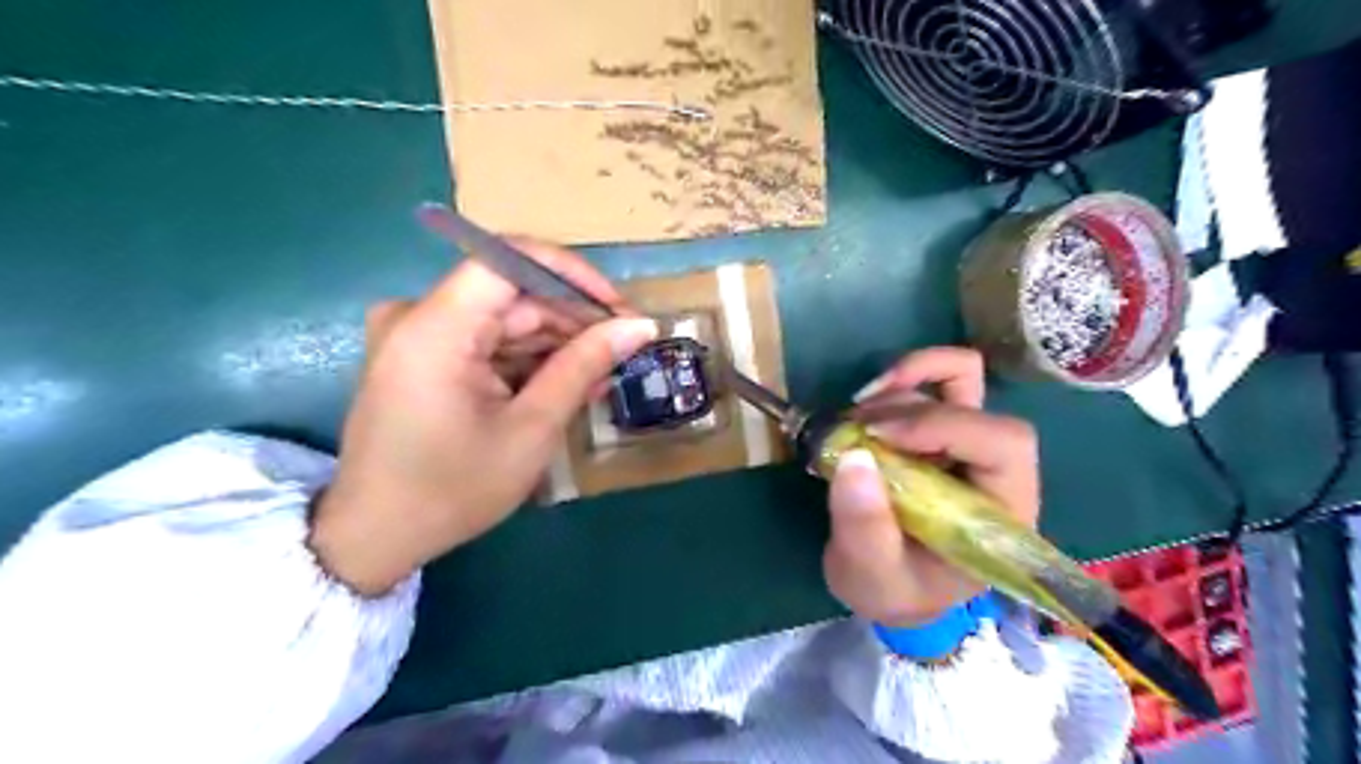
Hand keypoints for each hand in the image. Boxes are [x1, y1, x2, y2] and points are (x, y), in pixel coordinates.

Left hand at [304, 238, 656, 595]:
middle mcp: (419, 316)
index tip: (617, 308)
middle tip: (624, 348)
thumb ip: (584, 366)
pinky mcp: (422, 356)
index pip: (510, 260)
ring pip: (504, 318)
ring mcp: (418, 335)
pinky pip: (487, 341)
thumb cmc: (453, 490)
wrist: (376, 537)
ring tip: (603, 373)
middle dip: (572, 318)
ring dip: (556, 342)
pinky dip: (528, 359)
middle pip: (512, 292)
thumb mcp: (531, 429)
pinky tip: (566, 383)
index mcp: (435, 328)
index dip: (573, 275)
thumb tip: (639, 326)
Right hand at [817, 351, 1043, 629]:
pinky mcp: (938, 430)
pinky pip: (933, 382)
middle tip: (853, 431)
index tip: (876, 437)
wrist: (891, 587)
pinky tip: (864, 405)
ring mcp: (966, 443)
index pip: (1002, 444)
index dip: (943, 426)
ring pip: (955, 379)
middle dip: (909, 408)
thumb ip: (865, 527)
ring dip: (898, 389)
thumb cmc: (895, 590)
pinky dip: (899, 380)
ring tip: (850, 423)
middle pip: (976, 403)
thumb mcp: (873, 575)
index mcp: (1001, 511)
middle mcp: (993, 469)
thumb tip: (854, 458)